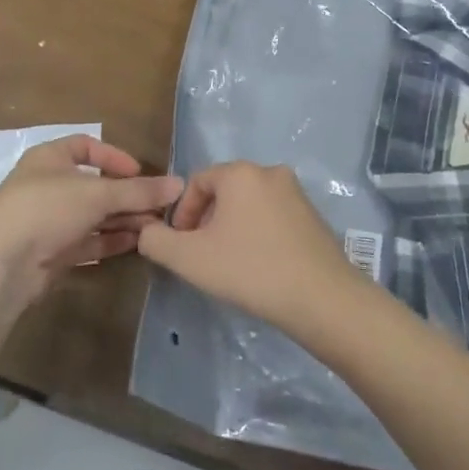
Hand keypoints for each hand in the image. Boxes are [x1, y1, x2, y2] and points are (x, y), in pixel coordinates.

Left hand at [0, 135, 182, 307]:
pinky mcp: (51, 253)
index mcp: (50, 158)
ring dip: (123, 220)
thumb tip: (179, 184)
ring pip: (93, 216)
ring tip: (155, 228)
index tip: (140, 172)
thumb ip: (139, 191)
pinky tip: (136, 244)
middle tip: (159, 207)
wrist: (1, 264)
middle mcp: (49, 186)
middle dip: (127, 196)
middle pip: (95, 185)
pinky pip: (87, 242)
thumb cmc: (46, 208)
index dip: (114, 157)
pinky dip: (110, 242)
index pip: (86, 146)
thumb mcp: (97, 193)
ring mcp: (49, 221)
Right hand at [138, 162, 363, 331]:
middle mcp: (270, 172)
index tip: (181, 246)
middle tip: (202, 256)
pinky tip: (258, 265)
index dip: (182, 214)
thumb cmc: (249, 269)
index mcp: (240, 173)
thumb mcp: (189, 258)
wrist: (320, 297)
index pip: (196, 182)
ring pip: (249, 205)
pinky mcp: (313, 216)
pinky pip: (273, 217)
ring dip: (232, 228)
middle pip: (224, 192)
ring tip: (229, 263)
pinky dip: (258, 234)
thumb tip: (148, 231)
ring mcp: (296, 193)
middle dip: (207, 221)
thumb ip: (156, 241)